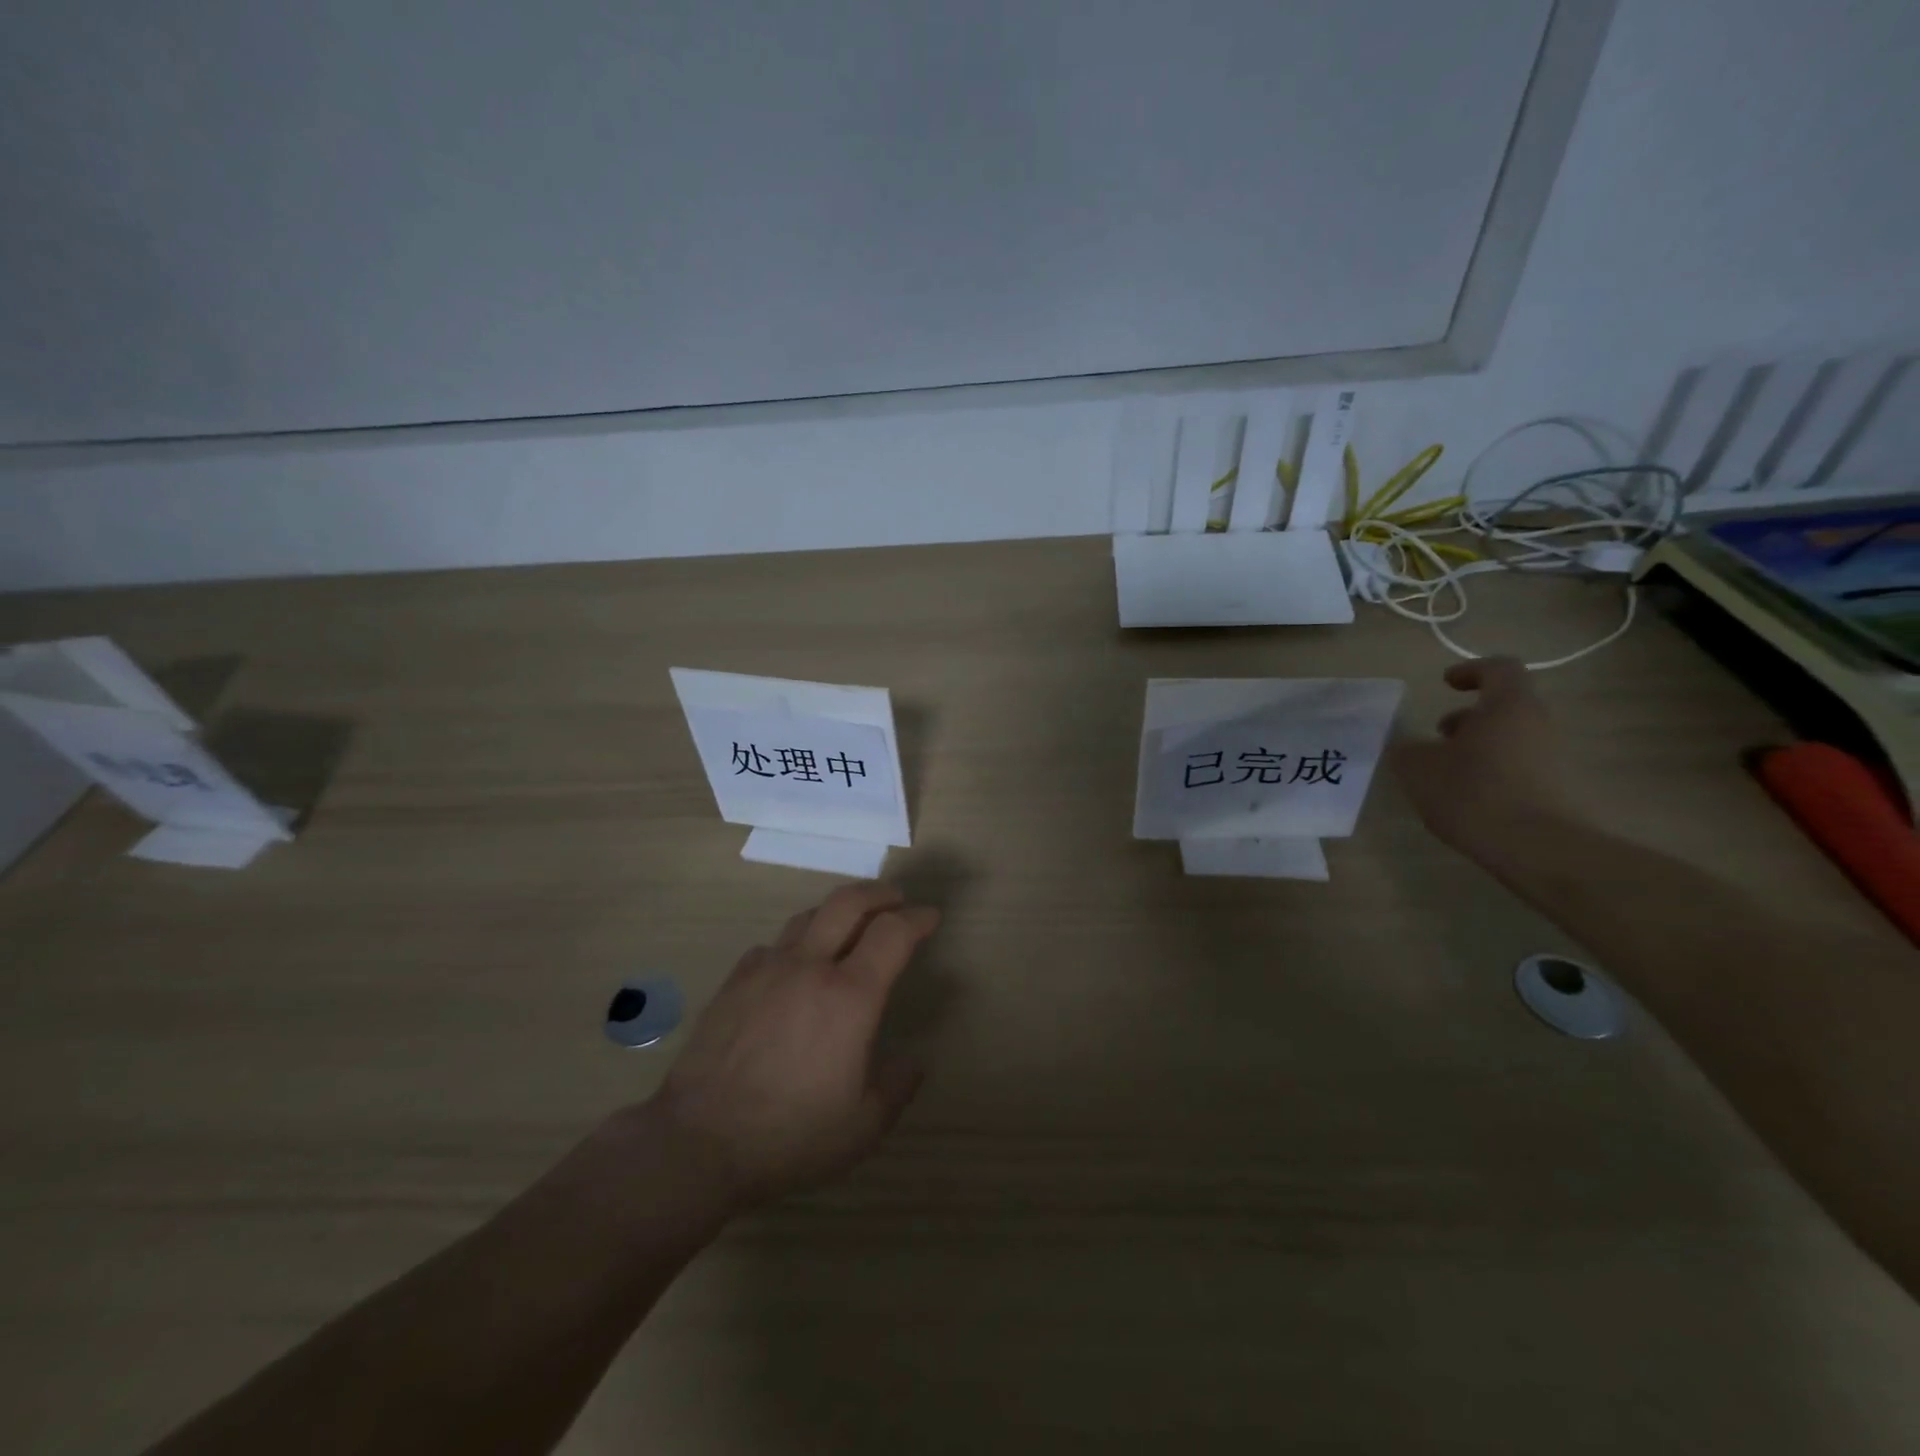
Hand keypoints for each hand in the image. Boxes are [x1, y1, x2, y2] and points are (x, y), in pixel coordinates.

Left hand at [647, 881, 938, 1209]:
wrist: (698, 1142)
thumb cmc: (790, 1135)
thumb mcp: (862, 1126)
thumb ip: (897, 1086)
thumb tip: (912, 1061)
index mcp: (850, 996)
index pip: (893, 933)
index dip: (918, 918)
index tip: (930, 917)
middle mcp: (810, 967)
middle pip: (848, 902)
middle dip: (879, 894)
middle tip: (896, 900)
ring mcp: (767, 969)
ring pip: (809, 916)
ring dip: (838, 911)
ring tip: (849, 924)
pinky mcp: (735, 981)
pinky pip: (774, 944)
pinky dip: (797, 942)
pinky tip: (795, 965)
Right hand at [1389, 658, 1581, 855]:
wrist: (1538, 848)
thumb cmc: (1473, 793)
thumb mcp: (1417, 767)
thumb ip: (1406, 748)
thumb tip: (1405, 745)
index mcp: (1508, 706)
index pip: (1499, 668)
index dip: (1471, 670)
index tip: (1446, 684)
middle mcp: (1538, 723)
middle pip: (1505, 706)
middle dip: (1468, 717)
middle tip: (1437, 735)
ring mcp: (1553, 757)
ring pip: (1510, 737)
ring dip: (1478, 745)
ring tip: (1446, 772)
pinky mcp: (1556, 788)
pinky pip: (1519, 765)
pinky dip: (1492, 770)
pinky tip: (1467, 797)